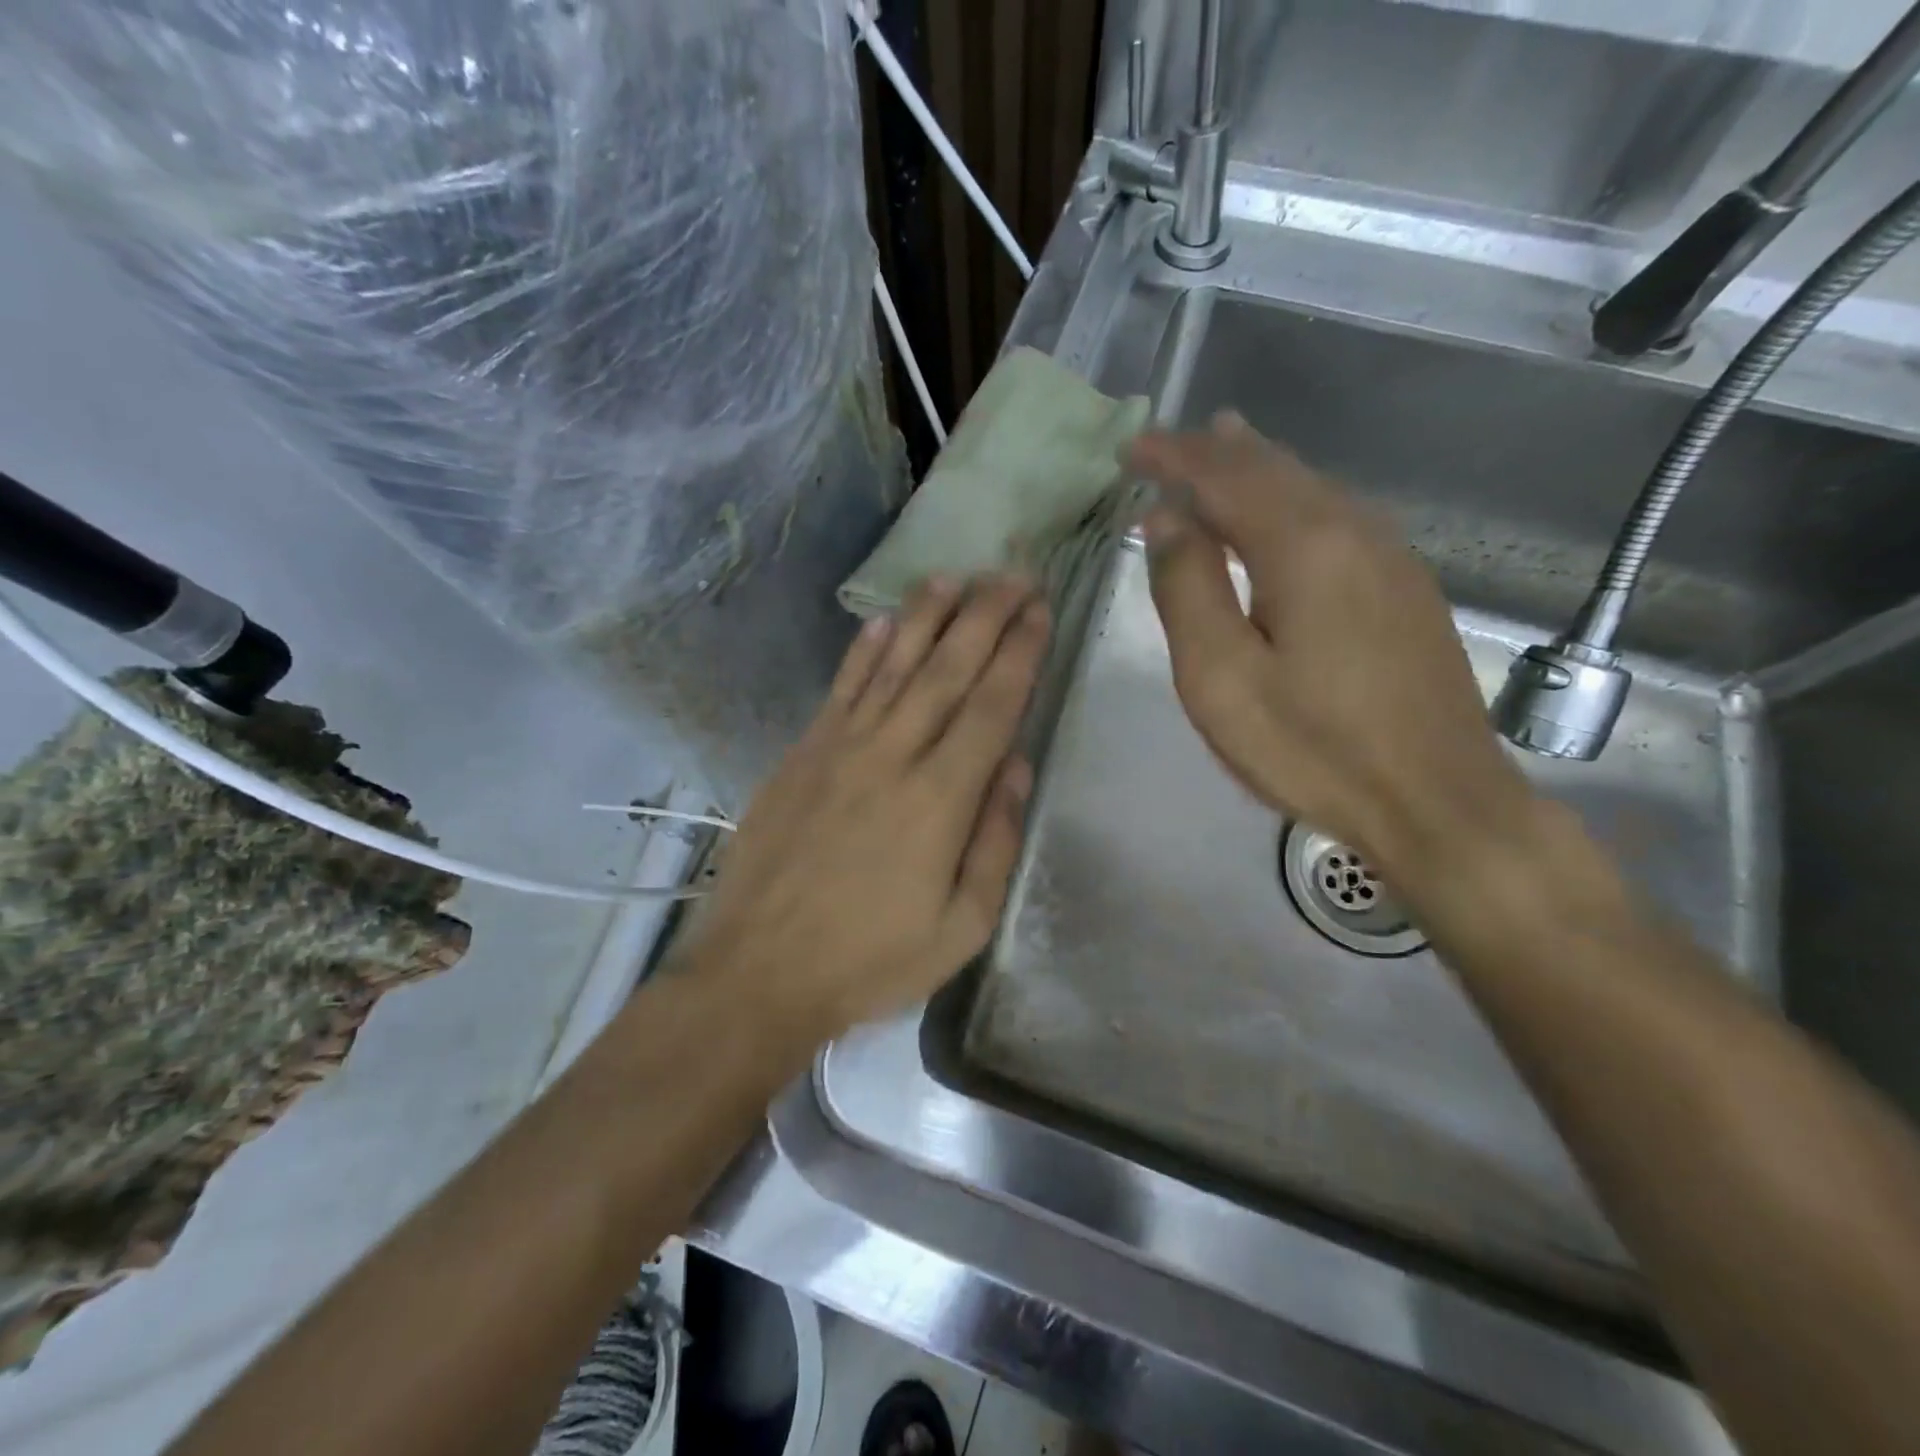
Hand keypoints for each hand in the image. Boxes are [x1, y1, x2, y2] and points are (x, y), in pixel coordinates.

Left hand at [688, 576, 1047, 1043]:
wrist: (760, 971)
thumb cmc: (871, 960)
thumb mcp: (961, 927)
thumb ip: (994, 842)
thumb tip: (1016, 767)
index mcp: (940, 799)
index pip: (992, 707)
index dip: (1020, 653)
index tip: (1040, 610)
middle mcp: (892, 756)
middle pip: (947, 670)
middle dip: (985, 616)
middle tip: (1013, 574)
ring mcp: (840, 749)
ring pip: (893, 665)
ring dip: (927, 616)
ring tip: (956, 577)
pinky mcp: (802, 755)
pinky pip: (840, 689)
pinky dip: (863, 650)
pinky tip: (883, 622)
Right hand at [1130, 414, 1532, 877]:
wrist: (1436, 800)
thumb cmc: (1311, 747)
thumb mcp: (1220, 678)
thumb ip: (1187, 589)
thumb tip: (1166, 519)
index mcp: (1303, 545)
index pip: (1225, 476)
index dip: (1174, 457)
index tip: (1131, 449)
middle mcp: (1353, 531)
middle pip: (1275, 469)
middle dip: (1215, 451)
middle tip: (1168, 444)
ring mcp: (1390, 557)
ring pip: (1312, 487)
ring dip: (1257, 467)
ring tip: (1222, 446)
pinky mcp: (1405, 587)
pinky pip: (1336, 516)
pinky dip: (1292, 498)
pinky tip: (1282, 510)